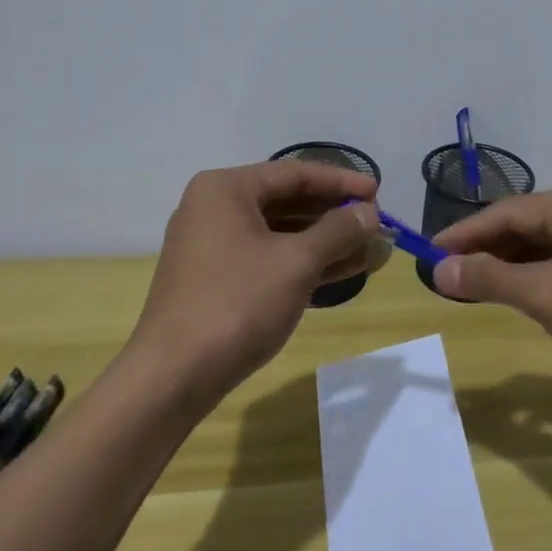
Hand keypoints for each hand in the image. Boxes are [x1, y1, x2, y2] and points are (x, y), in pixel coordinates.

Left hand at [126, 161, 385, 405]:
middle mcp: (215, 208)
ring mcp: (213, 246)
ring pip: (280, 233)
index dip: (340, 181)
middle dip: (335, 214)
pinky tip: (342, 271)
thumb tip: (370, 212)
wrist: (173, 377)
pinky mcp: (216, 280)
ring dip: (325, 241)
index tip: (378, 191)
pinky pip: (268, 258)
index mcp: (226, 189)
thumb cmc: (237, 304)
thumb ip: (337, 230)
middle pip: (287, 201)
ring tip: (371, 249)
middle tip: (376, 223)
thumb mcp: (296, 262)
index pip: (294, 174)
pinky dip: (303, 263)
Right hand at [431, 184, 551, 391]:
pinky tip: (514, 292)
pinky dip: (532, 275)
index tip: (430, 252)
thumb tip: (437, 270)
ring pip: (542, 244)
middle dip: (485, 248)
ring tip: (471, 283)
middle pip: (525, 224)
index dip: (465, 232)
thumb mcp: (545, 296)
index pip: (508, 211)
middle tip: (447, 271)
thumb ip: (489, 278)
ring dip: (507, 263)